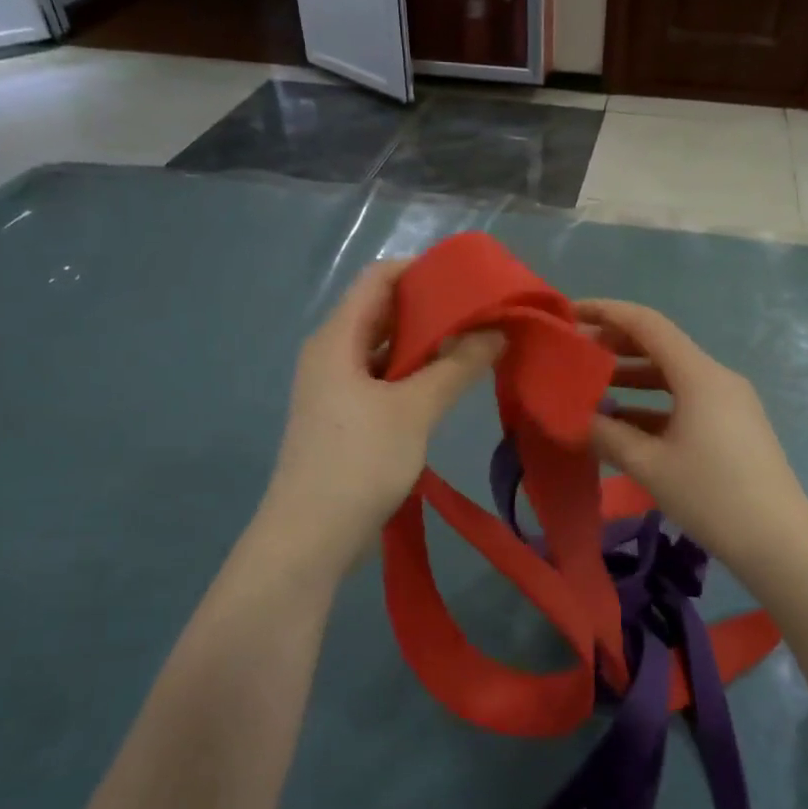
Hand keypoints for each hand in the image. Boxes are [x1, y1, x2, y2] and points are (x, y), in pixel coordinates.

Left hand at [263, 259, 501, 566]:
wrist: (310, 538)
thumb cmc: (358, 461)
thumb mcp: (414, 409)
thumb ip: (457, 366)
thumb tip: (497, 331)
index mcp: (337, 338)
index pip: (379, 278)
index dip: (421, 270)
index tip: (468, 278)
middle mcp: (332, 353)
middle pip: (383, 311)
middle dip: (431, 307)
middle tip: (482, 310)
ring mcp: (336, 387)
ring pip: (386, 348)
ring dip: (426, 343)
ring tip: (476, 341)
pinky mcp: (346, 417)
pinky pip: (384, 379)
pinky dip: (415, 373)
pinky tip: (450, 382)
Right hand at [579, 299, 807, 589]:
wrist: (781, 543)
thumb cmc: (713, 496)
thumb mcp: (650, 465)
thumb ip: (608, 436)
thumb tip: (574, 419)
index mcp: (700, 375)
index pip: (647, 324)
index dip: (606, 312)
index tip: (570, 312)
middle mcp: (716, 378)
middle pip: (660, 346)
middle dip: (615, 346)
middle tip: (574, 354)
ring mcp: (729, 402)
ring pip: (671, 377)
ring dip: (631, 379)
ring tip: (590, 390)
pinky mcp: (733, 426)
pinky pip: (685, 401)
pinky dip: (652, 405)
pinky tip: (623, 424)